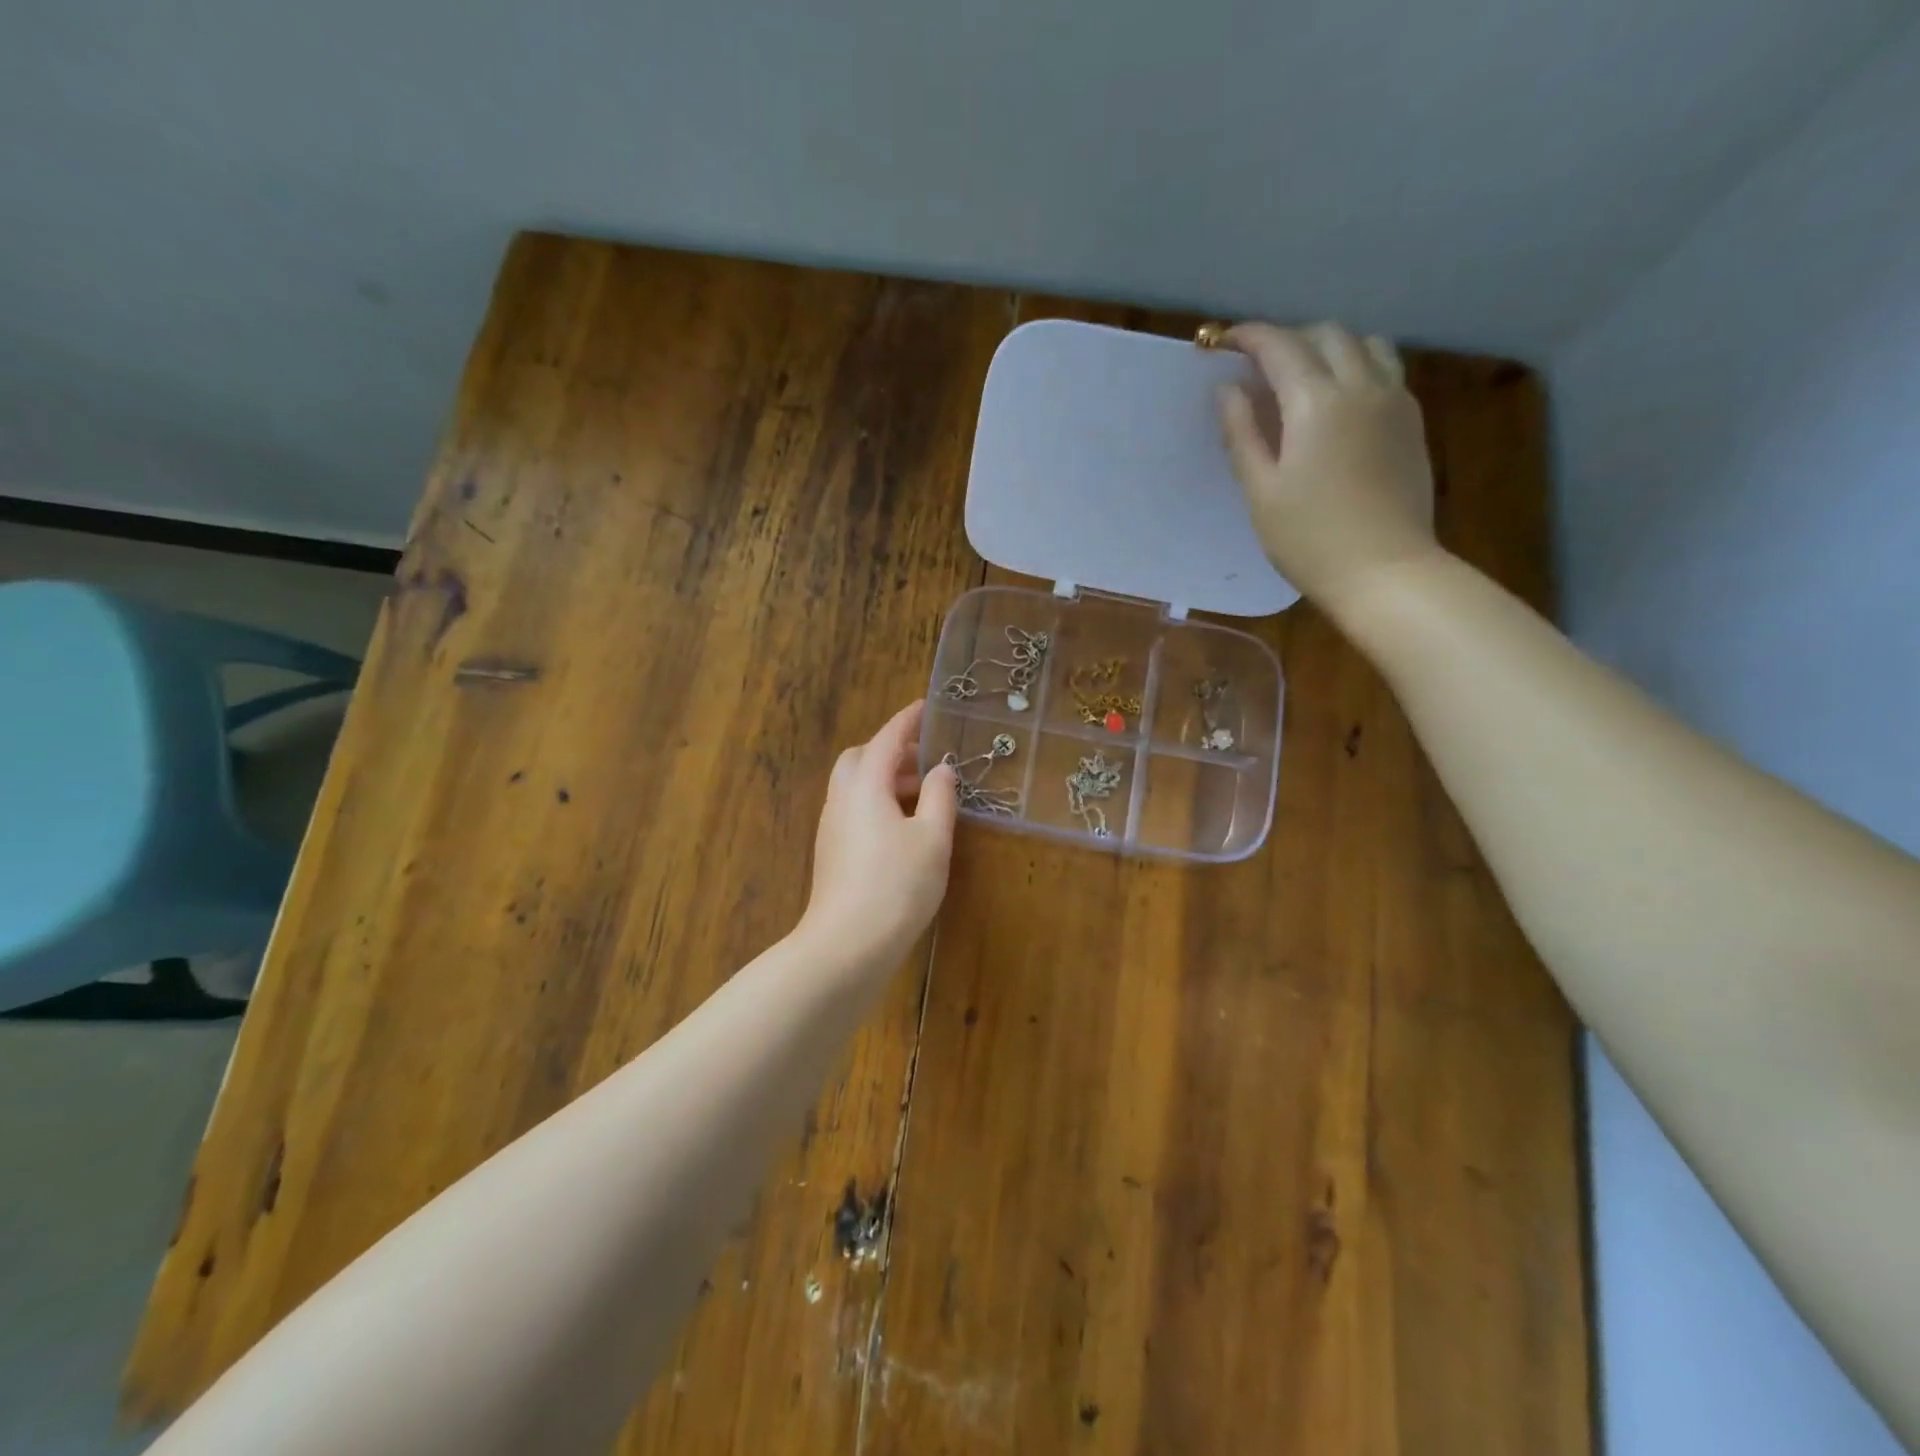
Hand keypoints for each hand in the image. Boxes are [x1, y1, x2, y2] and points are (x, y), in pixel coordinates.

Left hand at [800, 701, 957, 971]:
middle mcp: (842, 799)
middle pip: (862, 758)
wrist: (847, 945)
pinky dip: (877, 802)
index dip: (908, 720)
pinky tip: (902, 826)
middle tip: (925, 759)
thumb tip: (941, 769)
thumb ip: (939, 797)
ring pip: (855, 786)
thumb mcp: (932, 839)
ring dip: (886, 779)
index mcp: (866, 786)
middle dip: (892, 750)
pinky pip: (854, 809)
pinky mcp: (832, 852)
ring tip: (922, 793)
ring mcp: (832, 827)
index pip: (888, 739)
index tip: (926, 706)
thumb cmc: (897, 885)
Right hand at [1217, 322, 1441, 619]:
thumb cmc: (1309, 538)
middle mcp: (1361, 386)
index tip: (1224, 341)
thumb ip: (1242, 433)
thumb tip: (1227, 389)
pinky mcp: (1412, 422)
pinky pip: (1386, 370)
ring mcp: (1394, 401)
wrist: (1384, 570)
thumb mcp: (1261, 491)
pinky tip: (1340, 401)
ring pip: (1365, 344)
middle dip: (1288, 339)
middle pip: (1327, 335)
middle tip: (1259, 366)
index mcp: (1316, 403)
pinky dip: (1357, 366)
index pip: (1281, 346)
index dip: (1250, 337)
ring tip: (1303, 376)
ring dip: (1329, 347)